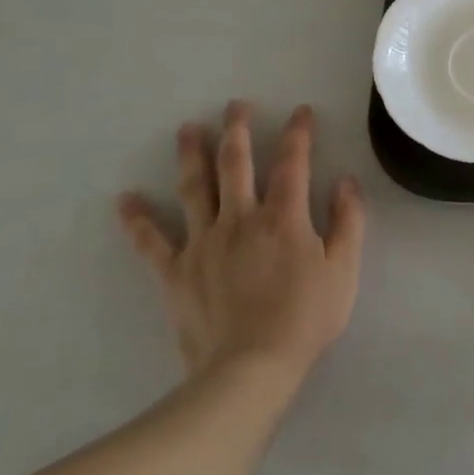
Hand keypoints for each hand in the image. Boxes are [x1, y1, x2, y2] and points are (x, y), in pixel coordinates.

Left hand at [118, 101, 364, 393]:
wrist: (250, 369)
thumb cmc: (306, 318)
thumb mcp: (344, 270)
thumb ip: (348, 222)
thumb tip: (345, 182)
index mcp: (284, 217)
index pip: (292, 162)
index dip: (297, 133)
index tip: (300, 111)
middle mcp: (240, 219)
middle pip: (236, 164)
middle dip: (237, 130)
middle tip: (235, 105)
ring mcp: (203, 243)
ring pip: (194, 189)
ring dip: (191, 155)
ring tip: (187, 129)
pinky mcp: (176, 272)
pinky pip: (152, 241)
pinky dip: (138, 220)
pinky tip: (125, 199)